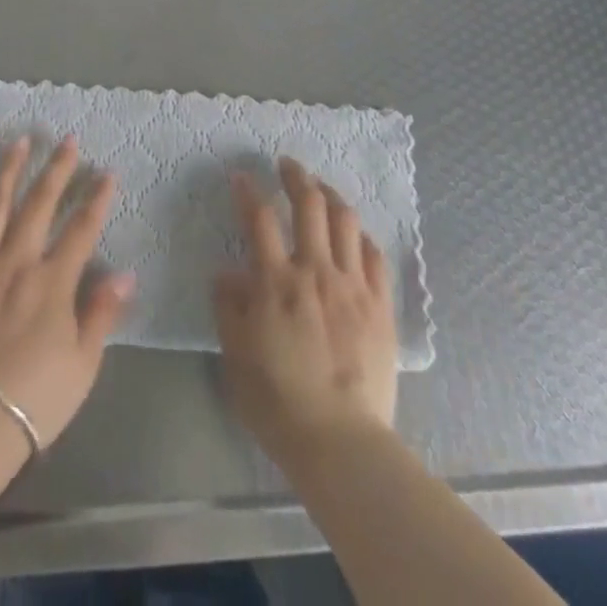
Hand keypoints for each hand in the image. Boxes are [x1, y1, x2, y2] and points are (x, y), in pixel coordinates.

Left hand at [0, 137, 133, 448]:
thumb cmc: (33, 399)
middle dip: (56, 169)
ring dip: (9, 172)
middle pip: (39, 205)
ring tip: (19, 142)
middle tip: (67, 139)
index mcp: (51, 282)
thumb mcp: (82, 364)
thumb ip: (101, 313)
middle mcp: (16, 262)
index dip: (96, 199)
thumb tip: (125, 273)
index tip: (106, 172)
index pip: (81, 230)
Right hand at [213, 157, 398, 470]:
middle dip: (296, 176)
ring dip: (330, 195)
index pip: (259, 219)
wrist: (341, 442)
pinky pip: (375, 255)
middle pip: (309, 204)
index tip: (241, 175)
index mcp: (277, 282)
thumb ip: (229, 308)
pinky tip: (354, 233)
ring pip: (346, 221)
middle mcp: (316, 271)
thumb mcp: (236, 357)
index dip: (248, 191)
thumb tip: (225, 272)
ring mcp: (353, 285)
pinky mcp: (380, 305)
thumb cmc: (279, 402)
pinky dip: (361, 235)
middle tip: (286, 163)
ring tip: (320, 187)